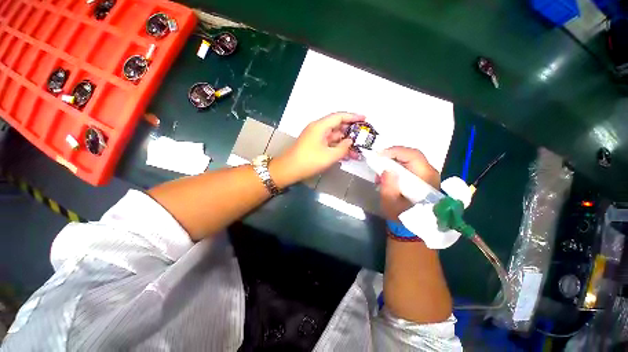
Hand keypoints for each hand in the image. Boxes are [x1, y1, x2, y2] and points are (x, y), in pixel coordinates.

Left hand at [274, 112, 364, 183]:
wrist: (288, 170)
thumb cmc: (309, 161)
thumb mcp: (329, 156)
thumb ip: (343, 148)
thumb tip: (350, 141)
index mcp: (320, 126)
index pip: (339, 117)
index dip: (353, 117)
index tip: (365, 119)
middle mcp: (318, 129)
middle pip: (337, 126)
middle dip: (351, 132)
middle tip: (363, 136)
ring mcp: (315, 137)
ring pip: (334, 137)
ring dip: (344, 143)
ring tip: (357, 150)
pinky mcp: (314, 145)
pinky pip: (328, 144)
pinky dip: (337, 148)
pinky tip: (346, 155)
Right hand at [378, 147, 439, 220]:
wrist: (413, 225)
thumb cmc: (401, 216)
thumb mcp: (391, 204)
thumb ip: (389, 187)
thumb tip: (386, 169)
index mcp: (426, 179)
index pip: (413, 156)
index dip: (395, 152)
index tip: (378, 155)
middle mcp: (430, 173)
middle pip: (411, 155)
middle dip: (392, 156)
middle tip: (377, 162)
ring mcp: (428, 174)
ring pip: (409, 158)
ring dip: (393, 161)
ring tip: (381, 171)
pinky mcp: (423, 176)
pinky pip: (409, 164)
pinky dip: (397, 165)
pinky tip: (388, 174)